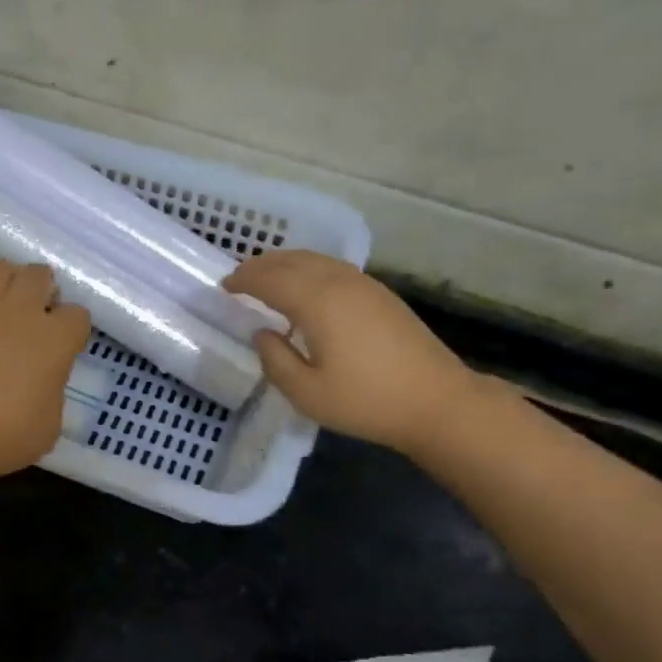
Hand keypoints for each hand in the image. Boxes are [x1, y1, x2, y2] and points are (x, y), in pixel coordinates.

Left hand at [0, 259, 90, 481]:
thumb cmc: (2, 436)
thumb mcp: (48, 427)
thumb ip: (50, 394)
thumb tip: (41, 383)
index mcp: (55, 340)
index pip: (77, 315)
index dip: (72, 329)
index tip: (63, 345)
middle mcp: (21, 310)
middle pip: (40, 275)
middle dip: (41, 290)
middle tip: (33, 314)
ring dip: (5, 280)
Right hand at [224, 251, 477, 453]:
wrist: (437, 401)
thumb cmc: (367, 401)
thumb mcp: (307, 393)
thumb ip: (275, 361)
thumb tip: (262, 333)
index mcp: (318, 302)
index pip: (270, 279)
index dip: (244, 280)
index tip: (224, 287)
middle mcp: (339, 283)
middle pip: (292, 261)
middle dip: (261, 265)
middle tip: (239, 278)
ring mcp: (364, 285)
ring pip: (316, 260)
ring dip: (286, 264)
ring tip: (267, 278)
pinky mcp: (381, 294)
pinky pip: (334, 268)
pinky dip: (309, 269)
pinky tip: (306, 289)